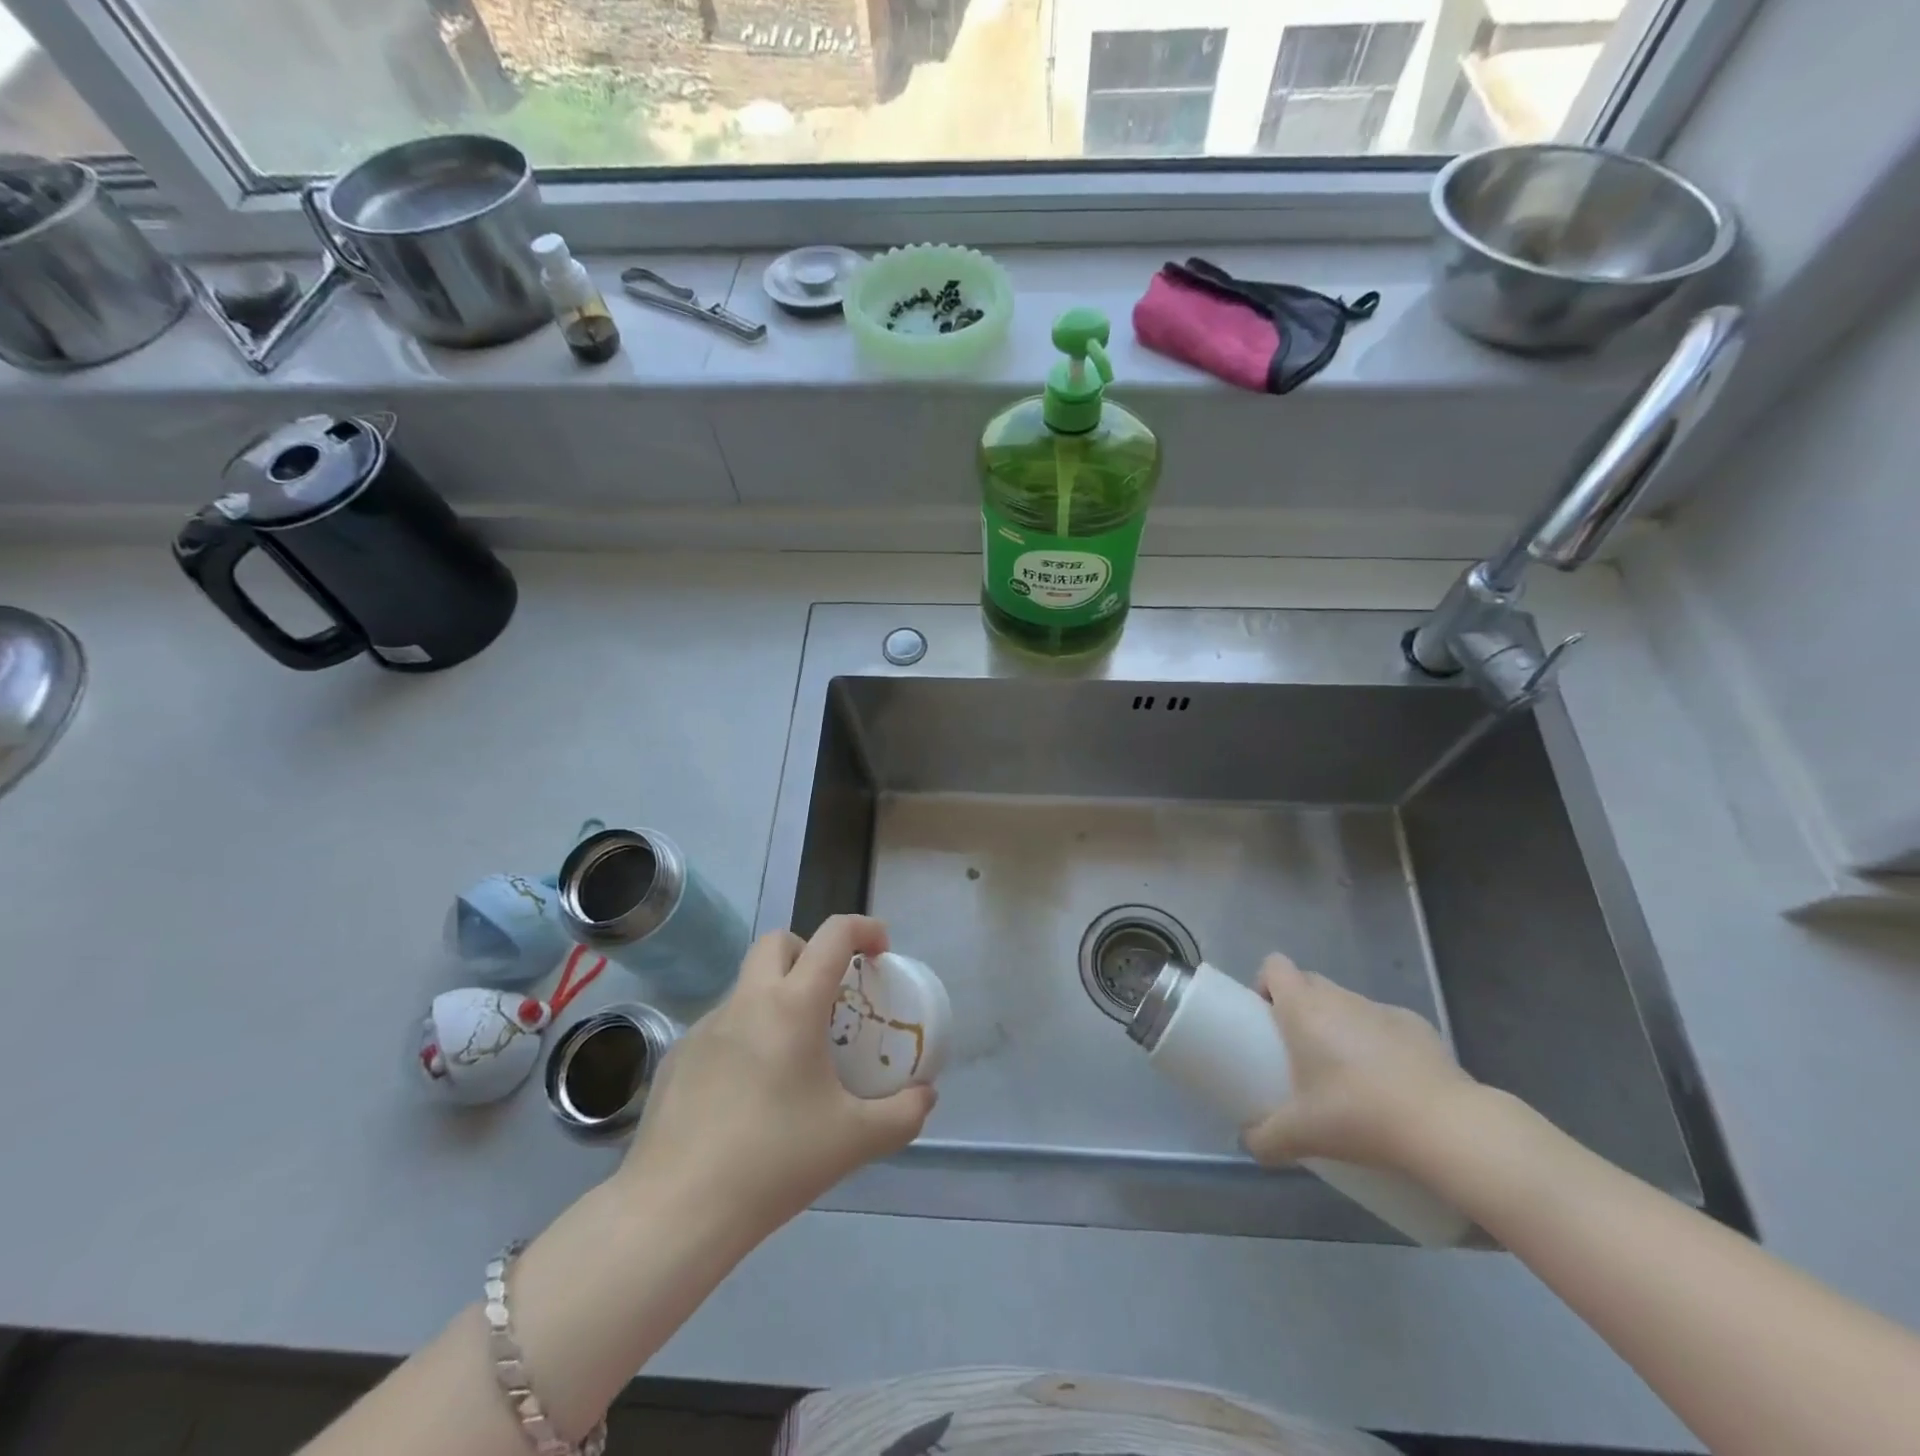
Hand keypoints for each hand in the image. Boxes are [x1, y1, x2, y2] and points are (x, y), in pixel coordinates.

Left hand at [615, 915, 936, 1240]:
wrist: (675, 1212)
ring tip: (792, 1057)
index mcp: (792, 1006)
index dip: (864, 928)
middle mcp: (746, 1002)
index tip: (881, 952)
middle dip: (810, 952)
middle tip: (831, 997)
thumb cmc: (773, 1163)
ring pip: (746, 985)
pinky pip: (720, 1026)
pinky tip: (748, 1093)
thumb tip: (925, 1097)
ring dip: (776, 997)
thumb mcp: (855, 1140)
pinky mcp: (675, 1057)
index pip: (833, 935)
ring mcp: (704, 1027)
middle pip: (779, 942)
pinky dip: (745, 1036)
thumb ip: (902, 1115)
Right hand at [1243, 953, 1478, 1173]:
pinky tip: (1393, 1085)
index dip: (1267, 985)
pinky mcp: (1420, 1027)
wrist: (1445, 1128)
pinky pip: (1387, 1026)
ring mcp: (1383, 1009)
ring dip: (1342, 1027)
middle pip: (1310, 982)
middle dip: (1302, 1009)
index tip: (1268, 1020)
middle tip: (1302, 1054)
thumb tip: (1250, 1143)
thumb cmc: (1357, 1114)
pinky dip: (1382, 1044)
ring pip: (1349, 1005)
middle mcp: (1340, 997)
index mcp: (1304, 1007)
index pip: (1275, 966)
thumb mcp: (1300, 1134)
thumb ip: (1265, 1138)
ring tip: (1351, 1077)